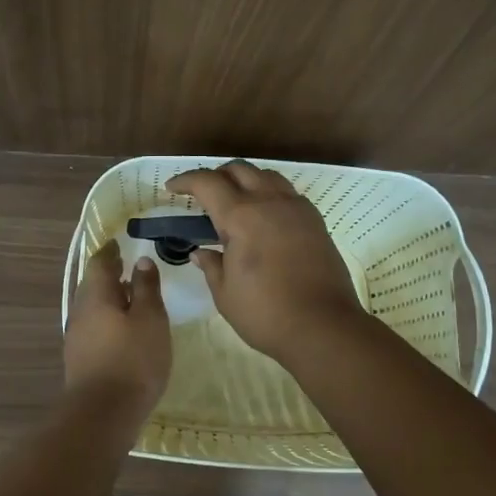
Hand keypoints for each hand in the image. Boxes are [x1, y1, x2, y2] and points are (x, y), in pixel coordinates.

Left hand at [63, 240, 171, 414]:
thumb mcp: (150, 319)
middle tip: (127, 267)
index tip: (120, 244)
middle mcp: (80, 311)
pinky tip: (123, 331)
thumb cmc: (133, 359)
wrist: (103, 414)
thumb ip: (145, 288)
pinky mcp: (80, 359)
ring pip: (92, 308)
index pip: (100, 263)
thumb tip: (140, 261)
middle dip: (109, 275)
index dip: (110, 252)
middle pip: (92, 285)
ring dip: (109, 300)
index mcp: (96, 295)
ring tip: (130, 299)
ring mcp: (77, 337)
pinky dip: (107, 321)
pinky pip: (94, 328)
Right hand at [167, 161, 362, 361]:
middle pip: (238, 169)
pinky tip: (264, 218)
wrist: (324, 326)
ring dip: (245, 180)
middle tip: (201, 195)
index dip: (185, 180)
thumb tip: (201, 252)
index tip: (171, 189)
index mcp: (241, 216)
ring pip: (266, 175)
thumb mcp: (225, 294)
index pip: (206, 182)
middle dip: (215, 176)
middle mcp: (269, 202)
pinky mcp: (315, 221)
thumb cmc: (266, 313)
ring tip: (235, 203)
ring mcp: (296, 208)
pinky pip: (287, 193)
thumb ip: (211, 266)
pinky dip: (269, 194)